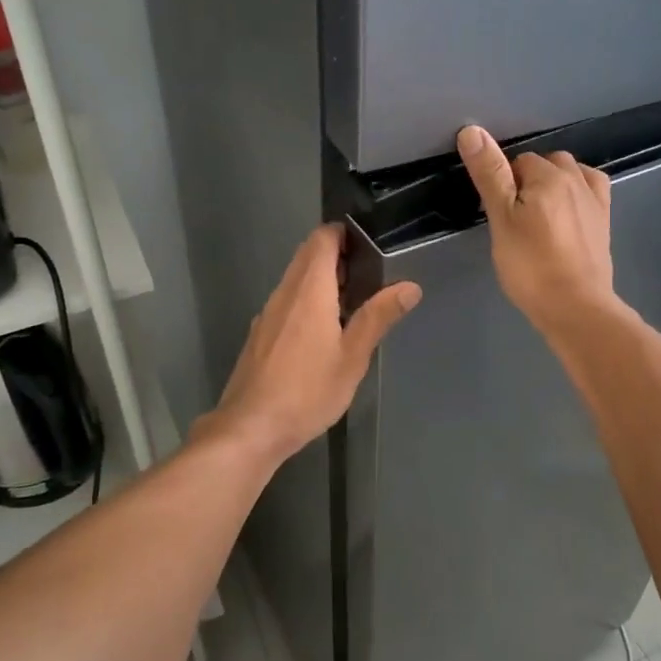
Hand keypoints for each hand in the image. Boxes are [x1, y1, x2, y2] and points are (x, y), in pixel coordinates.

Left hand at [196, 224, 421, 468]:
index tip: (369, 244)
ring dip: (322, 280)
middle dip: (337, 256)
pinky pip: (286, 301)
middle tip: (369, 275)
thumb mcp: (352, 357)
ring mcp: (268, 313)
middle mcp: (284, 292)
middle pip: (308, 255)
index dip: (344, 233)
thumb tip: (410, 286)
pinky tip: (323, 332)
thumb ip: (379, 317)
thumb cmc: (307, 391)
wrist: (250, 428)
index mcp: (309, 290)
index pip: (322, 238)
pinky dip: (307, 301)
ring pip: (295, 279)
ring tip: (353, 303)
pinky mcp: (260, 334)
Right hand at [457, 126, 620, 341]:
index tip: (497, 213)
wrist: (576, 307)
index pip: (517, 162)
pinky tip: (568, 212)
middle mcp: (577, 179)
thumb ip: (489, 174)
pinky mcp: (604, 222)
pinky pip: (591, 191)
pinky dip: (578, 193)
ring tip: (539, 216)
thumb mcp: (501, 219)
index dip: (503, 184)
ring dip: (554, 185)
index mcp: (549, 175)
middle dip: (528, 181)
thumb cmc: (531, 265)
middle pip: (546, 165)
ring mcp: (595, 200)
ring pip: (570, 175)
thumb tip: (472, 130)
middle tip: (513, 218)